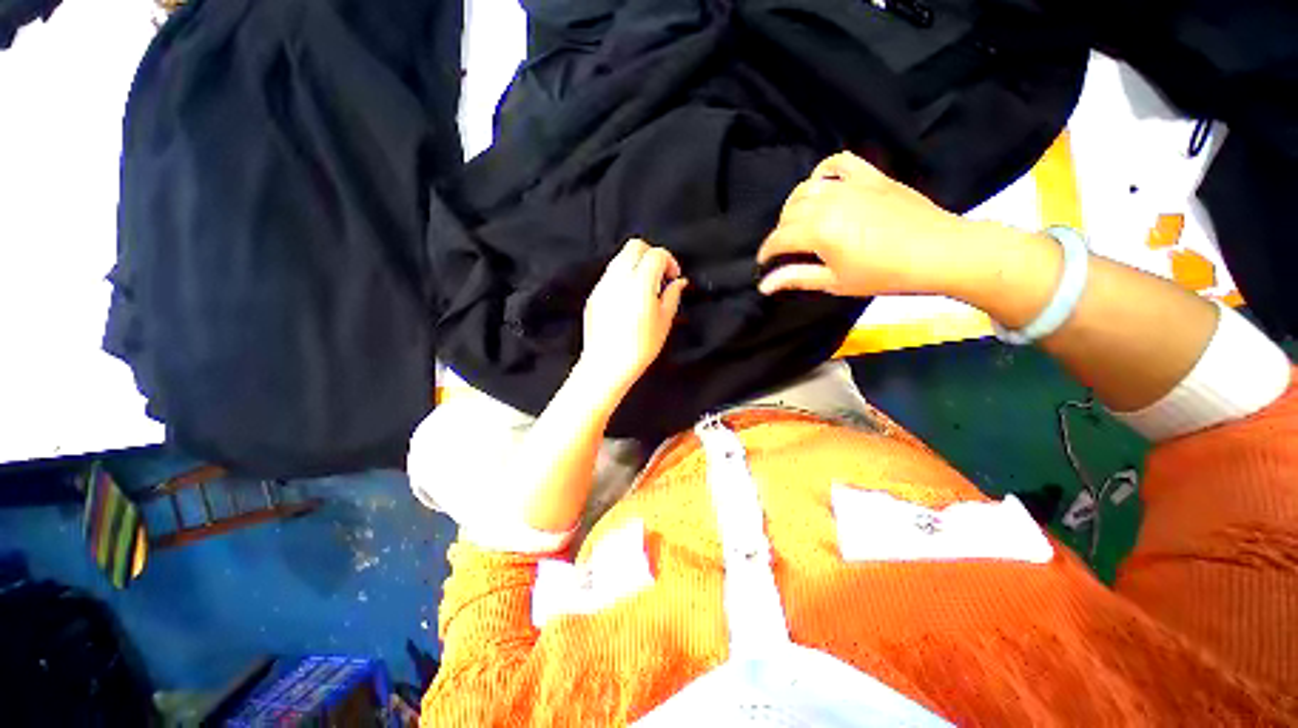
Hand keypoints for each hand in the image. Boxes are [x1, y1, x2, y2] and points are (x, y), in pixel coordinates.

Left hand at [578, 239, 687, 394]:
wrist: (606, 365)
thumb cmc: (639, 347)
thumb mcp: (664, 322)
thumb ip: (672, 295)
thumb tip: (678, 282)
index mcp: (639, 283)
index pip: (656, 254)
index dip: (669, 261)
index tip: (674, 277)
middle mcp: (618, 278)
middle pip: (635, 246)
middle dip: (651, 255)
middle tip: (660, 276)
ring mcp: (603, 285)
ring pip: (620, 257)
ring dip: (636, 264)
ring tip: (646, 287)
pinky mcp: (594, 294)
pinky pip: (610, 273)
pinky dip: (623, 276)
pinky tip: (629, 297)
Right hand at [757, 151, 978, 297]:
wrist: (937, 252)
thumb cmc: (883, 274)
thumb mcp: (835, 282)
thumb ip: (796, 278)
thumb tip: (764, 285)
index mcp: (817, 230)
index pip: (779, 238)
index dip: (766, 252)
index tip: (763, 263)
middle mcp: (827, 202)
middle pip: (789, 213)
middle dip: (780, 232)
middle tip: (786, 249)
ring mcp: (850, 185)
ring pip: (806, 188)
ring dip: (795, 205)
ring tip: (799, 221)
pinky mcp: (870, 176)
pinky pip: (839, 162)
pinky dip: (825, 171)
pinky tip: (822, 184)